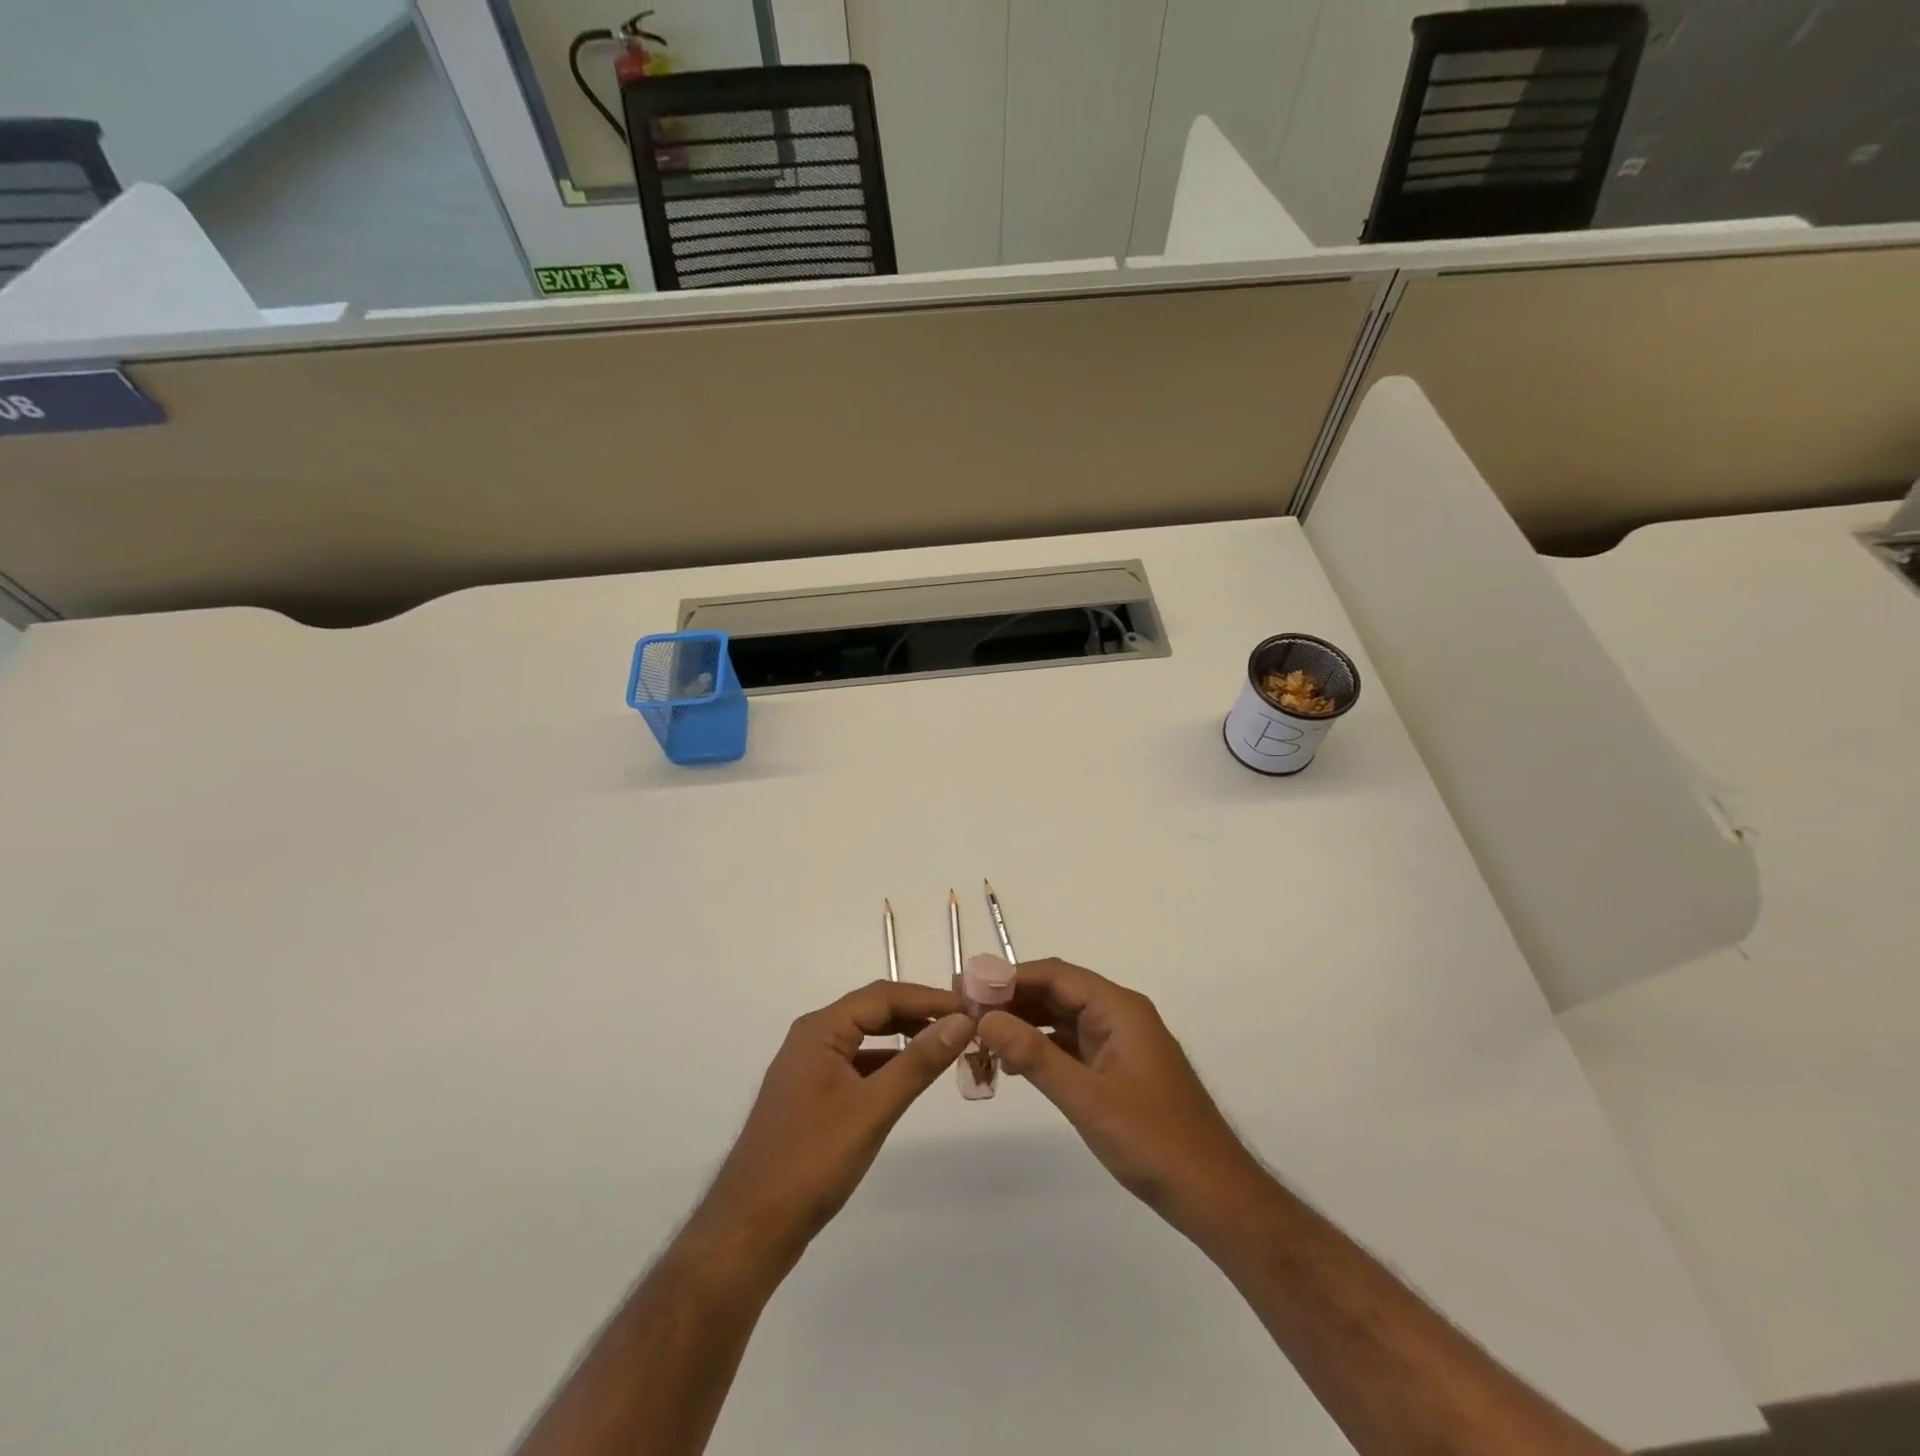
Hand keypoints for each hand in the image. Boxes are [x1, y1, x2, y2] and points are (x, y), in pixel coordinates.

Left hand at [688, 980, 973, 1276]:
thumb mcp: (872, 1109)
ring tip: (947, 1046)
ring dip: (904, 1037)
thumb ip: (918, 1062)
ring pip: (866, 1037)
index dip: (929, 998)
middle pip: (874, 1011)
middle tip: (965, 1024)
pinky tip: (910, 1078)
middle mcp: (812, 1038)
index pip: (884, 996)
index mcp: (820, 1030)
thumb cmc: (811, 1162)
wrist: (750, 1228)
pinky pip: (857, 1063)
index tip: (972, 1007)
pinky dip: (887, 1063)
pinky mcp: (812, 1095)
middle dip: (919, 1013)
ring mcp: (810, 1067)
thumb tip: (962, 1022)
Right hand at [977, 959, 1263, 1234]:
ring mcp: (1119, 1043)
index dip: (1009, 977)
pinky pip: (1071, 1044)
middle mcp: (1119, 1015)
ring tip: (978, 1036)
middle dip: (1011, 999)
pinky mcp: (1117, 1069)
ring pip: (1061, 1018)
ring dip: (1023, 1024)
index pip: (1055, 975)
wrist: (1213, 1195)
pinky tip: (1011, 1063)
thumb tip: (986, 1018)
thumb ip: (1035, 1056)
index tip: (966, 987)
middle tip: (964, 1011)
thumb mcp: (1087, 1099)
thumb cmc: (1153, 1142)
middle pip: (1057, 992)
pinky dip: (1040, 1048)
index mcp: (1119, 1009)